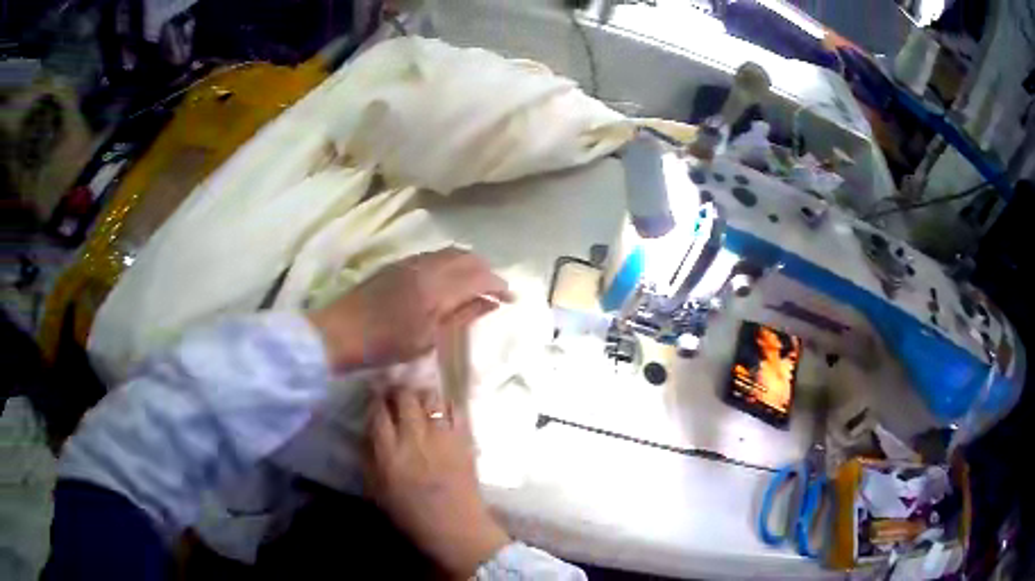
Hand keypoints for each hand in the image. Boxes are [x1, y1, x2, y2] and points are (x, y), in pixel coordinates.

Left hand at [307, 248, 511, 370]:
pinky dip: (450, 263)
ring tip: (474, 286)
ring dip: (469, 265)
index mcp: (437, 287)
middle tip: (494, 291)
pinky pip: (434, 255)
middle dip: (487, 271)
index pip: (479, 276)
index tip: (510, 298)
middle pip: (468, 257)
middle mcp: (427, 266)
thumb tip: (491, 303)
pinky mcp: (398, 264)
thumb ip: (461, 316)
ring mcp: (411, 261)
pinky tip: (448, 281)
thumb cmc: (384, 344)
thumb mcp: (427, 339)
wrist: (339, 332)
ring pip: (451, 252)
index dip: (499, 285)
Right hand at [366, 389, 509, 577]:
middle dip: (398, 390)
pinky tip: (442, 408)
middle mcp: (415, 440)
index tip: (375, 397)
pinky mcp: (465, 440)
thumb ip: (370, 459)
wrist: (457, 529)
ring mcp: (443, 437)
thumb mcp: (379, 492)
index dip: (375, 400)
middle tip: (396, 393)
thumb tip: (368, 432)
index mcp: (390, 455)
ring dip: (422, 394)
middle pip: (404, 397)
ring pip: (430, 398)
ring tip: (420, 398)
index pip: (378, 413)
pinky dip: (447, 404)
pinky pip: (456, 409)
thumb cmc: (413, 517)